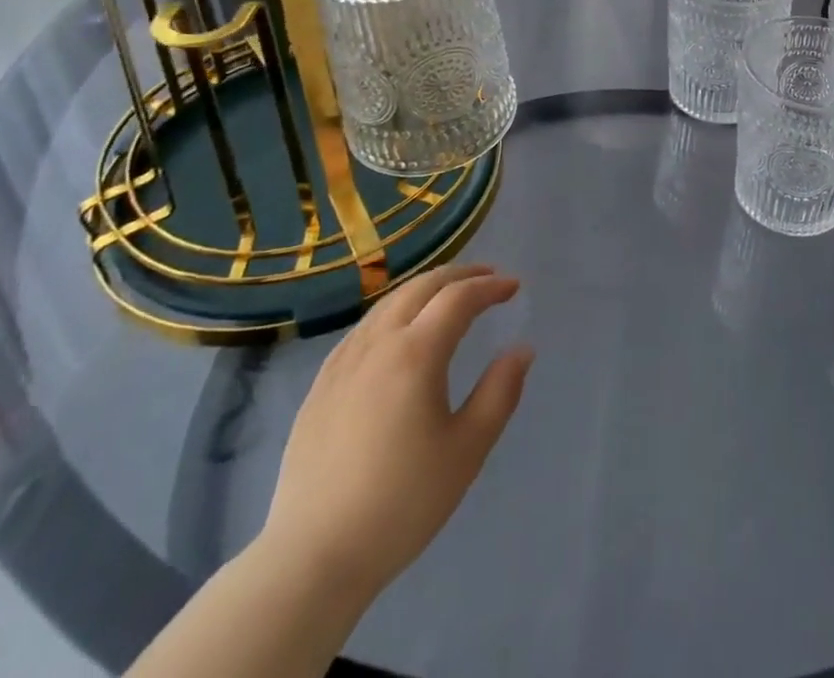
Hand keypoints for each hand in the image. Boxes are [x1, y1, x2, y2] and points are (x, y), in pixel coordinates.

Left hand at [257, 264, 533, 607]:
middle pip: (421, 287)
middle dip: (459, 275)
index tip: (515, 287)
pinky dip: (394, 311)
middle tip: (488, 277)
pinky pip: (364, 327)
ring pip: (388, 303)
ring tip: (448, 296)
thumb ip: (500, 392)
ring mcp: (343, 362)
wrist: (312, 557)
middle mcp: (377, 343)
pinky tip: (398, 330)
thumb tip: (521, 349)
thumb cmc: (402, 503)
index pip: (459, 298)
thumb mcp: (467, 450)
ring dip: (425, 288)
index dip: (490, 287)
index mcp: (416, 353)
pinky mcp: (321, 385)